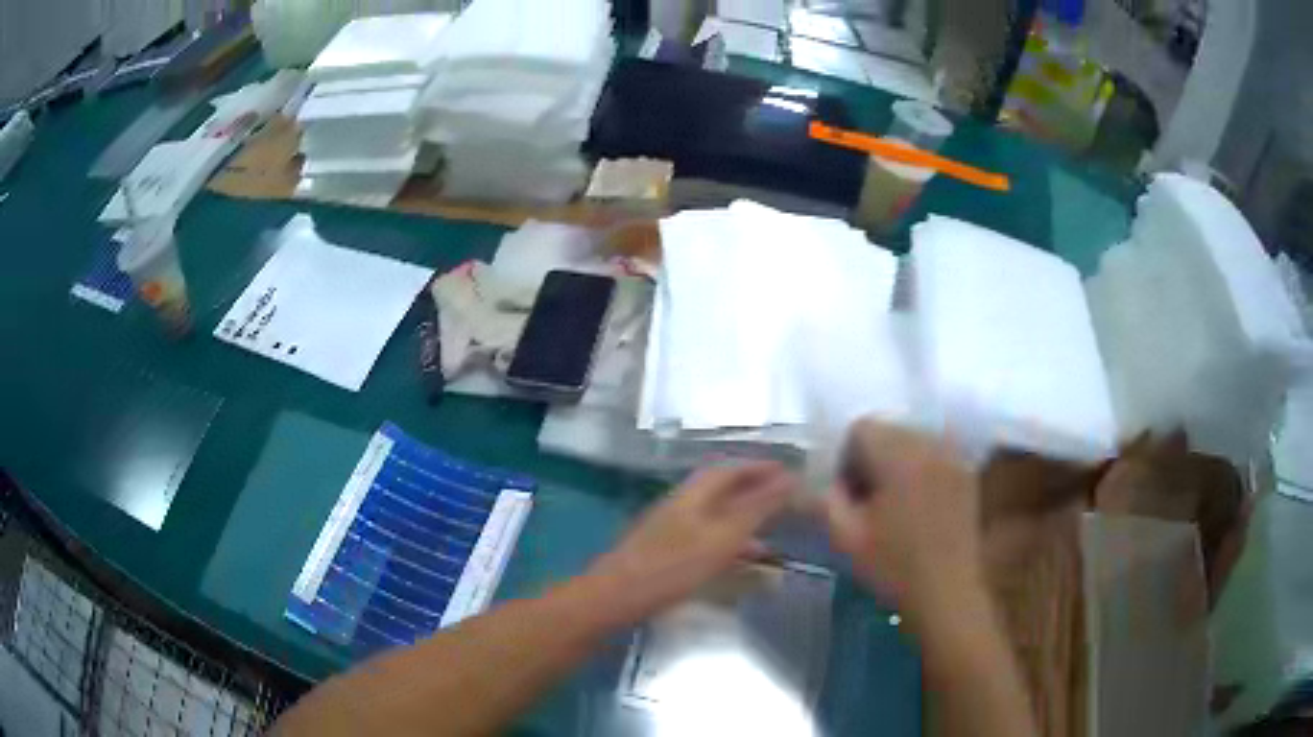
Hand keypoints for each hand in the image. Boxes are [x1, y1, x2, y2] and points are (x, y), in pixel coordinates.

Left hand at [587, 462, 795, 623]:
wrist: (615, 598)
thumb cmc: (672, 567)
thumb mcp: (722, 538)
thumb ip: (756, 509)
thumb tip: (790, 478)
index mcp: (693, 494)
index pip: (731, 469)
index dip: (760, 467)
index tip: (788, 470)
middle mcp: (681, 504)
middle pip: (722, 489)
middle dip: (754, 491)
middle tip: (784, 499)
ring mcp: (671, 529)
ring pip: (715, 515)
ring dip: (744, 518)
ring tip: (774, 531)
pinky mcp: (665, 552)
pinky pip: (706, 538)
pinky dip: (729, 542)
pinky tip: (742, 561)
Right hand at [823, 420, 983, 619]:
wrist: (946, 593)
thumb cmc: (893, 567)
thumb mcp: (845, 537)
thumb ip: (823, 499)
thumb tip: (811, 479)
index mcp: (899, 456)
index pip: (861, 428)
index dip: (847, 460)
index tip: (850, 497)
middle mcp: (930, 444)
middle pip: (889, 429)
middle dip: (873, 458)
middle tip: (870, 502)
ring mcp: (953, 457)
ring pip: (912, 439)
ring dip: (897, 462)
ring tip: (896, 504)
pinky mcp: (966, 473)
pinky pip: (934, 454)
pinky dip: (921, 469)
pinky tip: (919, 505)